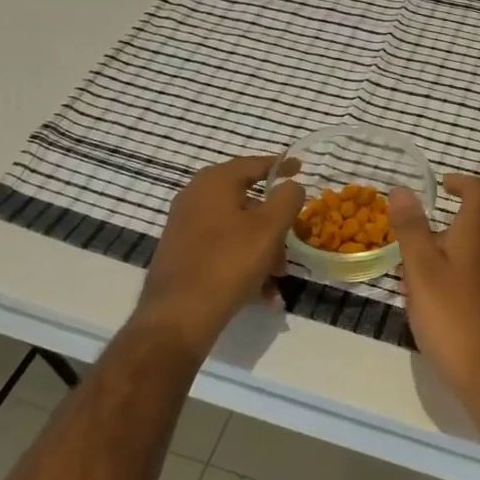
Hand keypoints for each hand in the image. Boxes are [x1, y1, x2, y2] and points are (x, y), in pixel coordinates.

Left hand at [136, 156, 304, 355]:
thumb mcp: (269, 228)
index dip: (281, 166)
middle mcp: (195, 197)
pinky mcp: (181, 254)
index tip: (301, 168)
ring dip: (262, 249)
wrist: (178, 315)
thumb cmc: (229, 262)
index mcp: (214, 182)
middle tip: (293, 242)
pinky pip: (222, 250)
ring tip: (278, 278)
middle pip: (247, 201)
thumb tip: (291, 186)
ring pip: (236, 229)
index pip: (254, 164)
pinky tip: (261, 293)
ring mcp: (185, 227)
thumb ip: (287, 199)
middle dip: (275, 224)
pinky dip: (244, 263)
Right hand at [389, 175, 479, 411]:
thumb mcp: (422, 271)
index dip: (460, 182)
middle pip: (465, 230)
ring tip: (412, 295)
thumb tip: (403, 188)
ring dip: (437, 267)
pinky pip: (471, 286)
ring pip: (465, 261)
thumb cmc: (454, 319)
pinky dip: (450, 289)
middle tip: (404, 261)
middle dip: (433, 238)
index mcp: (478, 236)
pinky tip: (433, 319)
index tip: (440, 186)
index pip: (479, 191)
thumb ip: (411, 229)